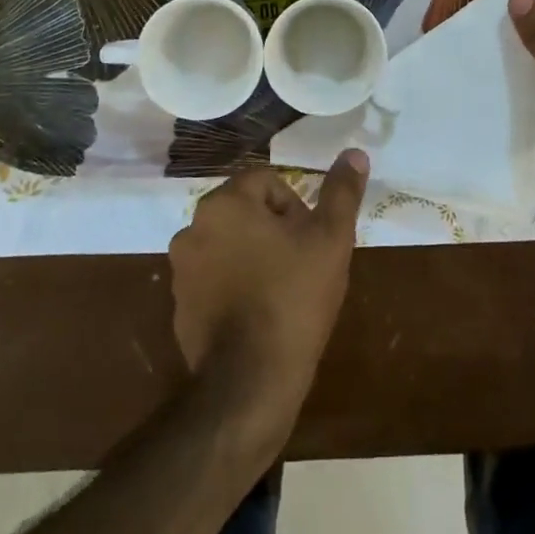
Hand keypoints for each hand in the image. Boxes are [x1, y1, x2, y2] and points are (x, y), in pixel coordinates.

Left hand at [168, 151, 368, 433]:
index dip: (297, 207)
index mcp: (225, 203)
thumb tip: (355, 153)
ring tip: (282, 291)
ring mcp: (180, 270)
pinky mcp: (179, 307)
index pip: (267, 182)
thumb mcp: (331, 239)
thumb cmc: (294, 297)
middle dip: (275, 231)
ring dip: (254, 257)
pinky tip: (259, 315)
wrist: (251, 381)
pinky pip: (215, 280)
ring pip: (230, 245)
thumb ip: (342, 192)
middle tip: (301, 264)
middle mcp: (193, 228)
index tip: (310, 240)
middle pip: (247, 211)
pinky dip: (235, 286)